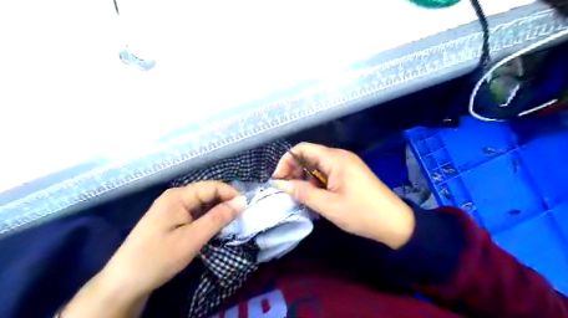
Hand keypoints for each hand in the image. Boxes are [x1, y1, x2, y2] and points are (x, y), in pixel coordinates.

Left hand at [62, 181, 246, 317]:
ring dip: (217, 210)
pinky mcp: (170, 220)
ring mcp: (171, 208)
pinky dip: (207, 217)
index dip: (231, 193)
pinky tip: (214, 226)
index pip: (211, 187)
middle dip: (225, 201)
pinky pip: (194, 213)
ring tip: (232, 220)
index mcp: (178, 196)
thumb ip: (218, 218)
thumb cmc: (158, 258)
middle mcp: (174, 197)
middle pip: (206, 193)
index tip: (247, 206)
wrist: (124, 283)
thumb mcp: (193, 238)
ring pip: (201, 203)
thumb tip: (242, 201)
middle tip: (242, 214)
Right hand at [272, 143, 415, 248]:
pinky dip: (317, 182)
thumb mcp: (327, 205)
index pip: (302, 149)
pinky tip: (316, 196)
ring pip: (318, 165)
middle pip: (309, 155)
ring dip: (306, 178)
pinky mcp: (350, 174)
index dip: (286, 161)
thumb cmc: (361, 213)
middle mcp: (340, 156)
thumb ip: (302, 192)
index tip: (279, 180)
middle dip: (295, 170)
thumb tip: (280, 184)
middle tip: (289, 190)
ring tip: (302, 196)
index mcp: (335, 159)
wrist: (395, 223)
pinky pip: (327, 172)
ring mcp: (347, 165)